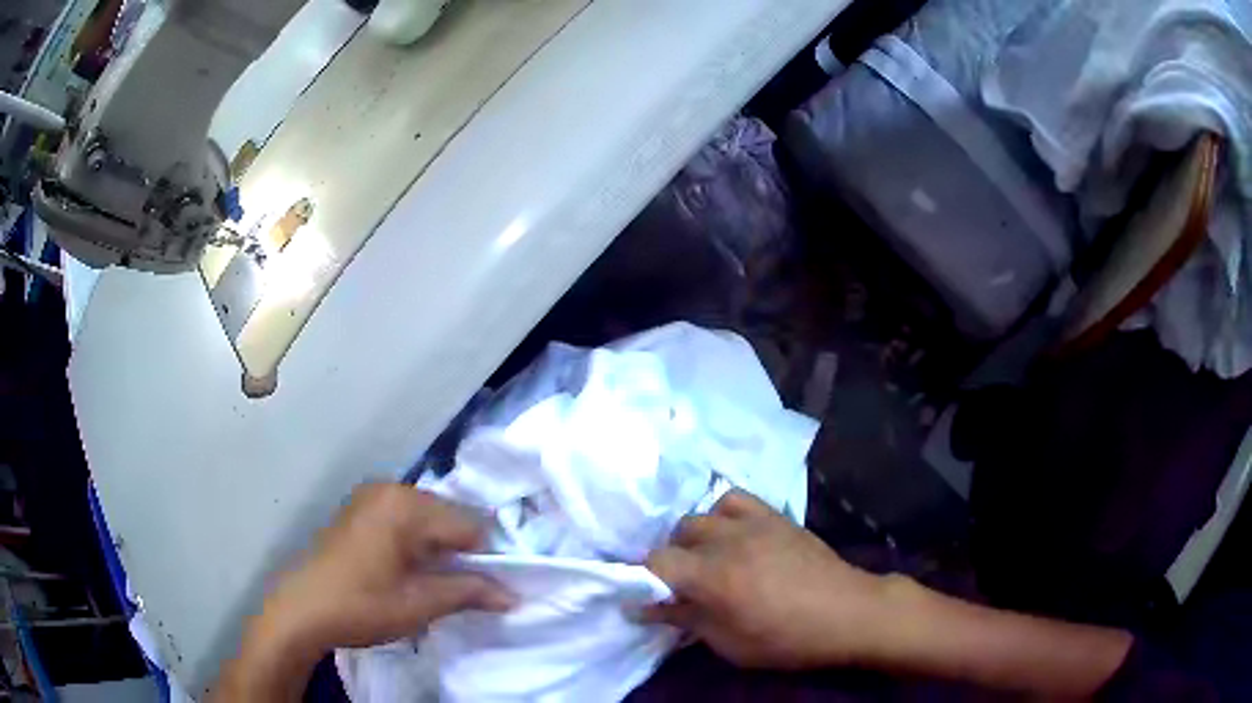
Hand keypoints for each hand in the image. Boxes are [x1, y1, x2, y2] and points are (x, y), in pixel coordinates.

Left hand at [263, 484, 513, 650]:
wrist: (302, 610)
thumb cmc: (362, 605)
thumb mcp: (420, 604)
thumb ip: (469, 592)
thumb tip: (514, 596)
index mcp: (406, 505)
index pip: (470, 524)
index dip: (485, 558)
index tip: (487, 588)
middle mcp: (390, 489)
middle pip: (448, 515)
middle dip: (460, 551)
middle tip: (458, 588)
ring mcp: (370, 496)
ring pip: (427, 517)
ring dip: (438, 547)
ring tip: (432, 581)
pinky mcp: (358, 509)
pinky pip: (403, 518)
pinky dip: (416, 541)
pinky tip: (407, 569)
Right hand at [644, 490, 892, 669]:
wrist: (846, 612)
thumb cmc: (786, 639)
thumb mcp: (729, 644)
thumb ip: (684, 620)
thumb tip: (641, 609)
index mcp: (712, 578)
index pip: (656, 561)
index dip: (645, 578)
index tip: (650, 596)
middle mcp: (726, 541)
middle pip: (676, 533)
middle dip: (672, 558)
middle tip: (685, 583)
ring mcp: (752, 522)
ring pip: (702, 513)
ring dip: (695, 535)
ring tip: (708, 556)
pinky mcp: (774, 515)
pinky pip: (735, 497)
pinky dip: (723, 512)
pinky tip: (732, 531)